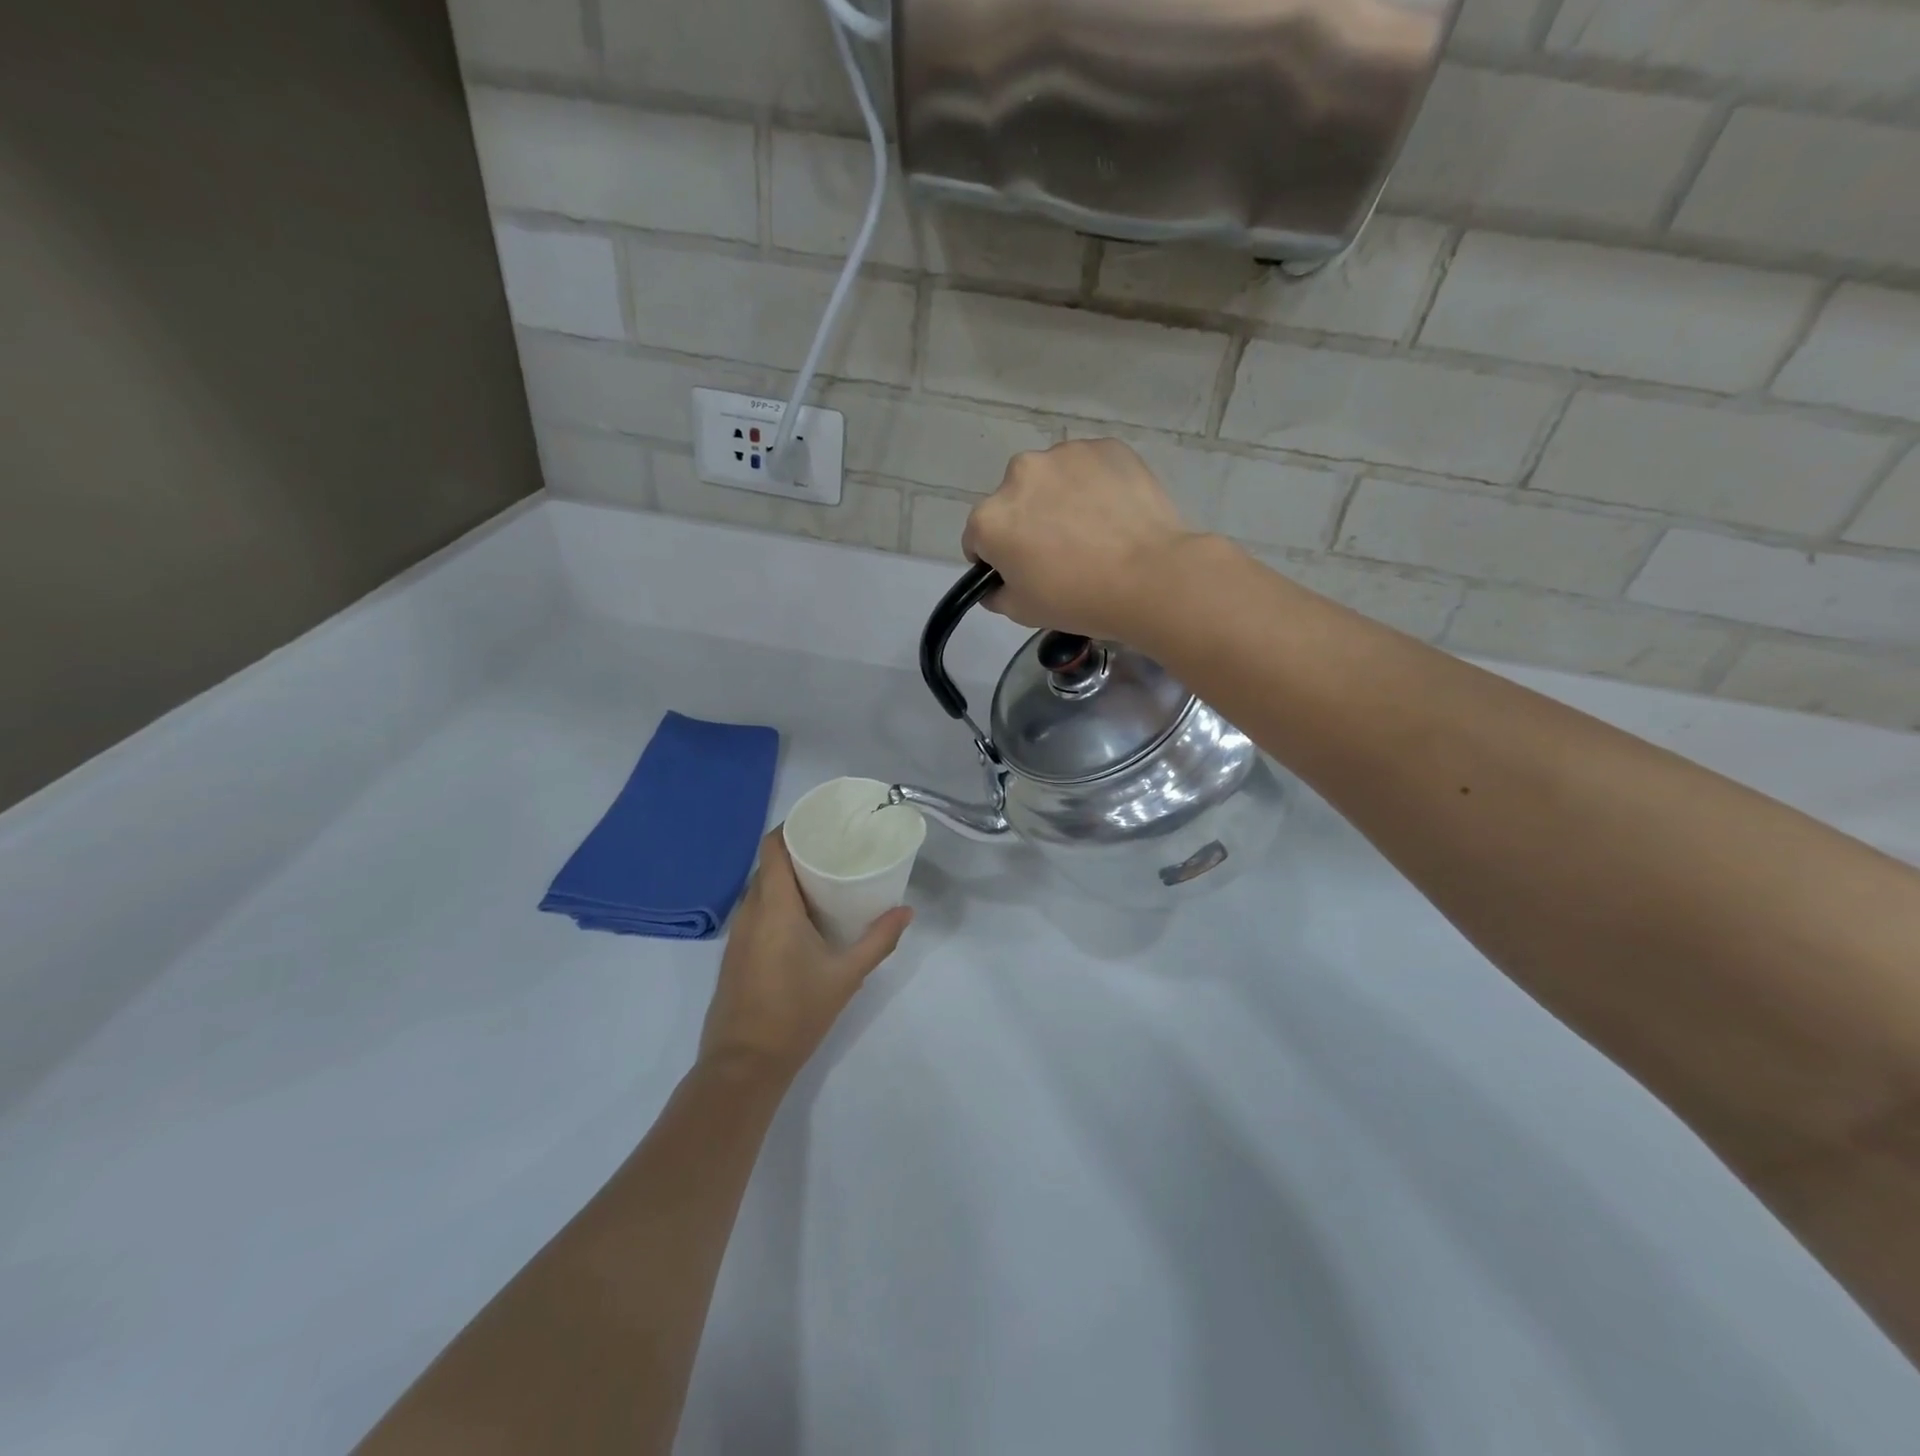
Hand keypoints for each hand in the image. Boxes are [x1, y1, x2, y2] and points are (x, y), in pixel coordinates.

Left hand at [700, 830, 912, 1082]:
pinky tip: (802, 918)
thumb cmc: (796, 1014)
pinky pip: (755, 911)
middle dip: (796, 852)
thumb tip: (906, 911)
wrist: (743, 1064)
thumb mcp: (846, 976)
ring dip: (785, 878)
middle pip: (767, 866)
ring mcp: (737, 934)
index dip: (792, 828)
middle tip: (833, 850)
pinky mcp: (735, 953)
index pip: (772, 848)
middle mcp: (750, 912)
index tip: (821, 823)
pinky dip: (775, 902)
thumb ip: (878, 940)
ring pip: (759, 889)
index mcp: (774, 908)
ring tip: (822, 878)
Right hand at [962, 439, 1200, 640]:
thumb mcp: (1022, 612)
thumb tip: (996, 584)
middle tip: (1061, 553)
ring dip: (1061, 498)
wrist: (1150, 577)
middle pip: (1014, 501)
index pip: (978, 538)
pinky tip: (1115, 514)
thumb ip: (996, 594)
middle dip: (1028, 521)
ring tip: (1093, 530)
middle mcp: (1019, 474)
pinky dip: (1095, 485)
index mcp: (990, 518)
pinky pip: (1090, 468)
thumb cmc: (1078, 599)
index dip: (996, 559)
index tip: (1020, 573)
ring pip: (1052, 479)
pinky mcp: (1106, 447)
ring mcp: (1065, 455)